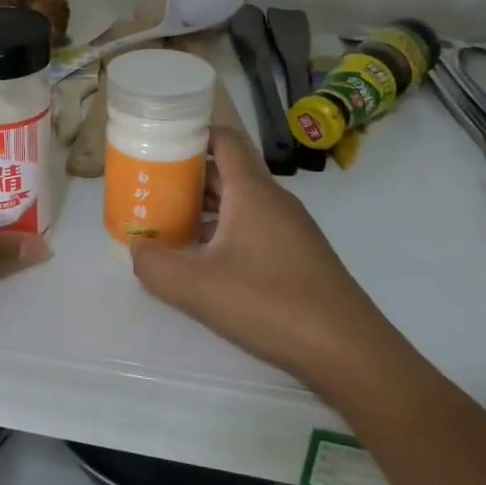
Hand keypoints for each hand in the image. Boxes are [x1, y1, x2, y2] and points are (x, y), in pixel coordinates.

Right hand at [130, 128, 411, 407]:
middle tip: (149, 185)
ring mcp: (290, 228)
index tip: (158, 141)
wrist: (349, 351)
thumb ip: (156, 266)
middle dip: (187, 173)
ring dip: (204, 205)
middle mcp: (273, 201)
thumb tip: (136, 250)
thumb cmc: (271, 304)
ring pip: (240, 201)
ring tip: (167, 220)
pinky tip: (203, 258)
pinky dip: (224, 230)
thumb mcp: (198, 288)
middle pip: (227, 170)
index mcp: (252, 192)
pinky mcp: (297, 255)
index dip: (192, 133)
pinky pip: (253, 226)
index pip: (224, 140)